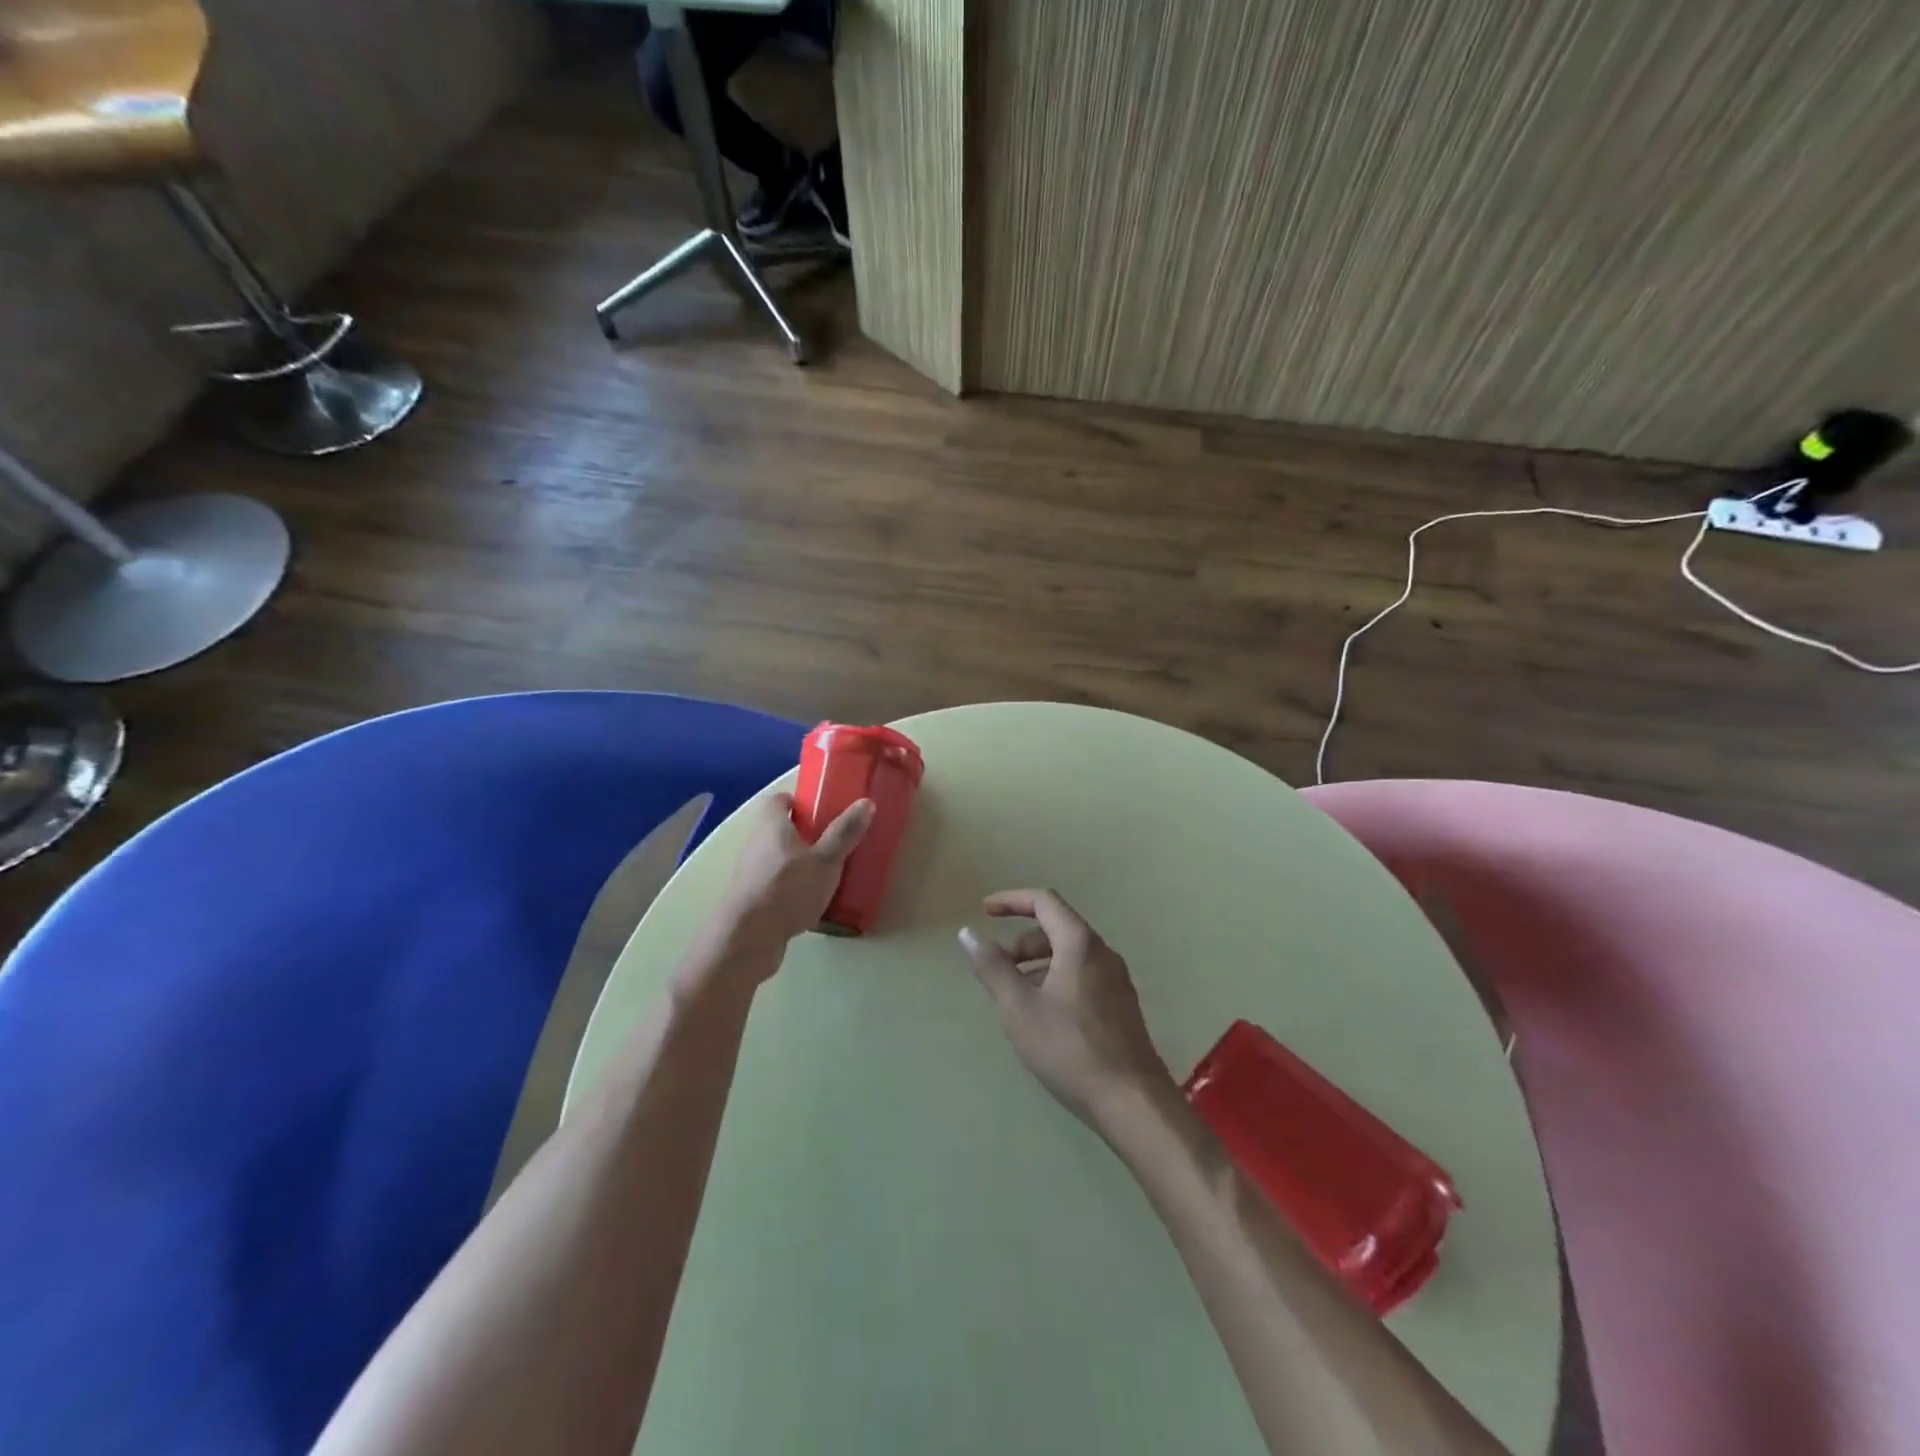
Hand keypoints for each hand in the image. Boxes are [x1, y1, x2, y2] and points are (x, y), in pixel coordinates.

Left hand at [710, 793, 872, 967]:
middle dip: (803, 833)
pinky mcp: (749, 898)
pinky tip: (809, 901)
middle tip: (831, 841)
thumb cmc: (788, 888)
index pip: (778, 800)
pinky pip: (773, 882)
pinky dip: (789, 886)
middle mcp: (755, 842)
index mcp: (771, 824)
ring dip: (796, 861)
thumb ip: (845, 832)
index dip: (798, 801)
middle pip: (778, 829)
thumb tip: (866, 802)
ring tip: (825, 873)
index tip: (820, 810)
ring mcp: (748, 872)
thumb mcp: (826, 860)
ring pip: (775, 857)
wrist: (748, 938)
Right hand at [957, 889, 1173, 1126]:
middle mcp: (1102, 952)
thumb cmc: (1069, 1048)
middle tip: (996, 970)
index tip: (985, 911)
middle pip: (1056, 928)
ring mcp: (1116, 979)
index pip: (1044, 901)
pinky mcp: (1121, 1004)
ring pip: (1069, 955)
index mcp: (1079, 943)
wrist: (1132, 1101)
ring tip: (1014, 997)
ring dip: (1036, 964)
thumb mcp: (1019, 1008)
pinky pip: (1082, 975)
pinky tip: (1042, 1016)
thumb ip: (992, 968)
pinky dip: (1055, 979)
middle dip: (1021, 942)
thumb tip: (967, 934)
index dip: (1011, 900)